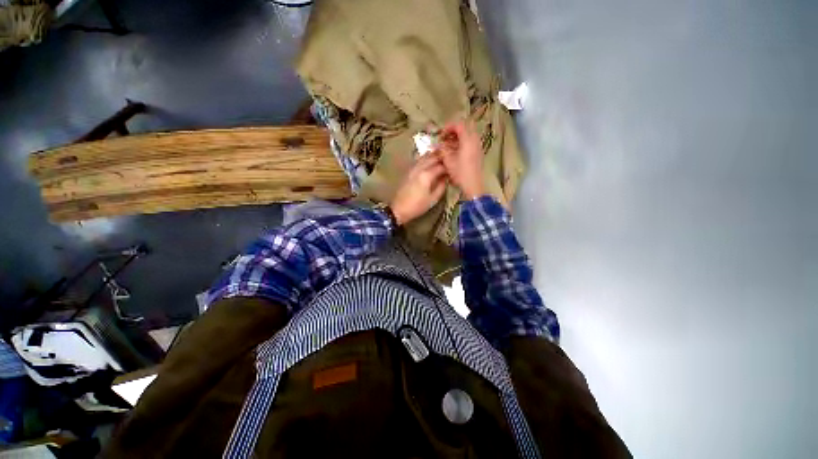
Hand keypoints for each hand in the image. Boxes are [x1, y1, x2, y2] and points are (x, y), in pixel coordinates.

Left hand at [390, 153, 447, 225]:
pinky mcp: (409, 170)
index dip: (449, 167)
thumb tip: (447, 178)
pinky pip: (419, 160)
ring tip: (442, 159)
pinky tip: (430, 161)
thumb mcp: (433, 199)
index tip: (455, 170)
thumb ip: (442, 186)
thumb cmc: (417, 206)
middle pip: (433, 157)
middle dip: (442, 158)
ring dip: (434, 156)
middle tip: (450, 162)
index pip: (441, 166)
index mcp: (426, 175)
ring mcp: (412, 168)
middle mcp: (419, 168)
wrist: (399, 209)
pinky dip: (426, 158)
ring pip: (425, 156)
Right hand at [438, 120, 483, 198]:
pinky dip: (462, 144)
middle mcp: (475, 140)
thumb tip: (438, 145)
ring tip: (448, 146)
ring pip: (468, 136)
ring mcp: (478, 147)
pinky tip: (454, 152)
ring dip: (457, 138)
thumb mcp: (448, 161)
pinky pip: (470, 143)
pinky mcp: (478, 153)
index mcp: (468, 140)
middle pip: (465, 128)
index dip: (448, 127)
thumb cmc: (460, 172)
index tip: (441, 134)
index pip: (459, 125)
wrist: (473, 184)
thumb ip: (442, 150)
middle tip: (445, 138)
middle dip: (454, 131)